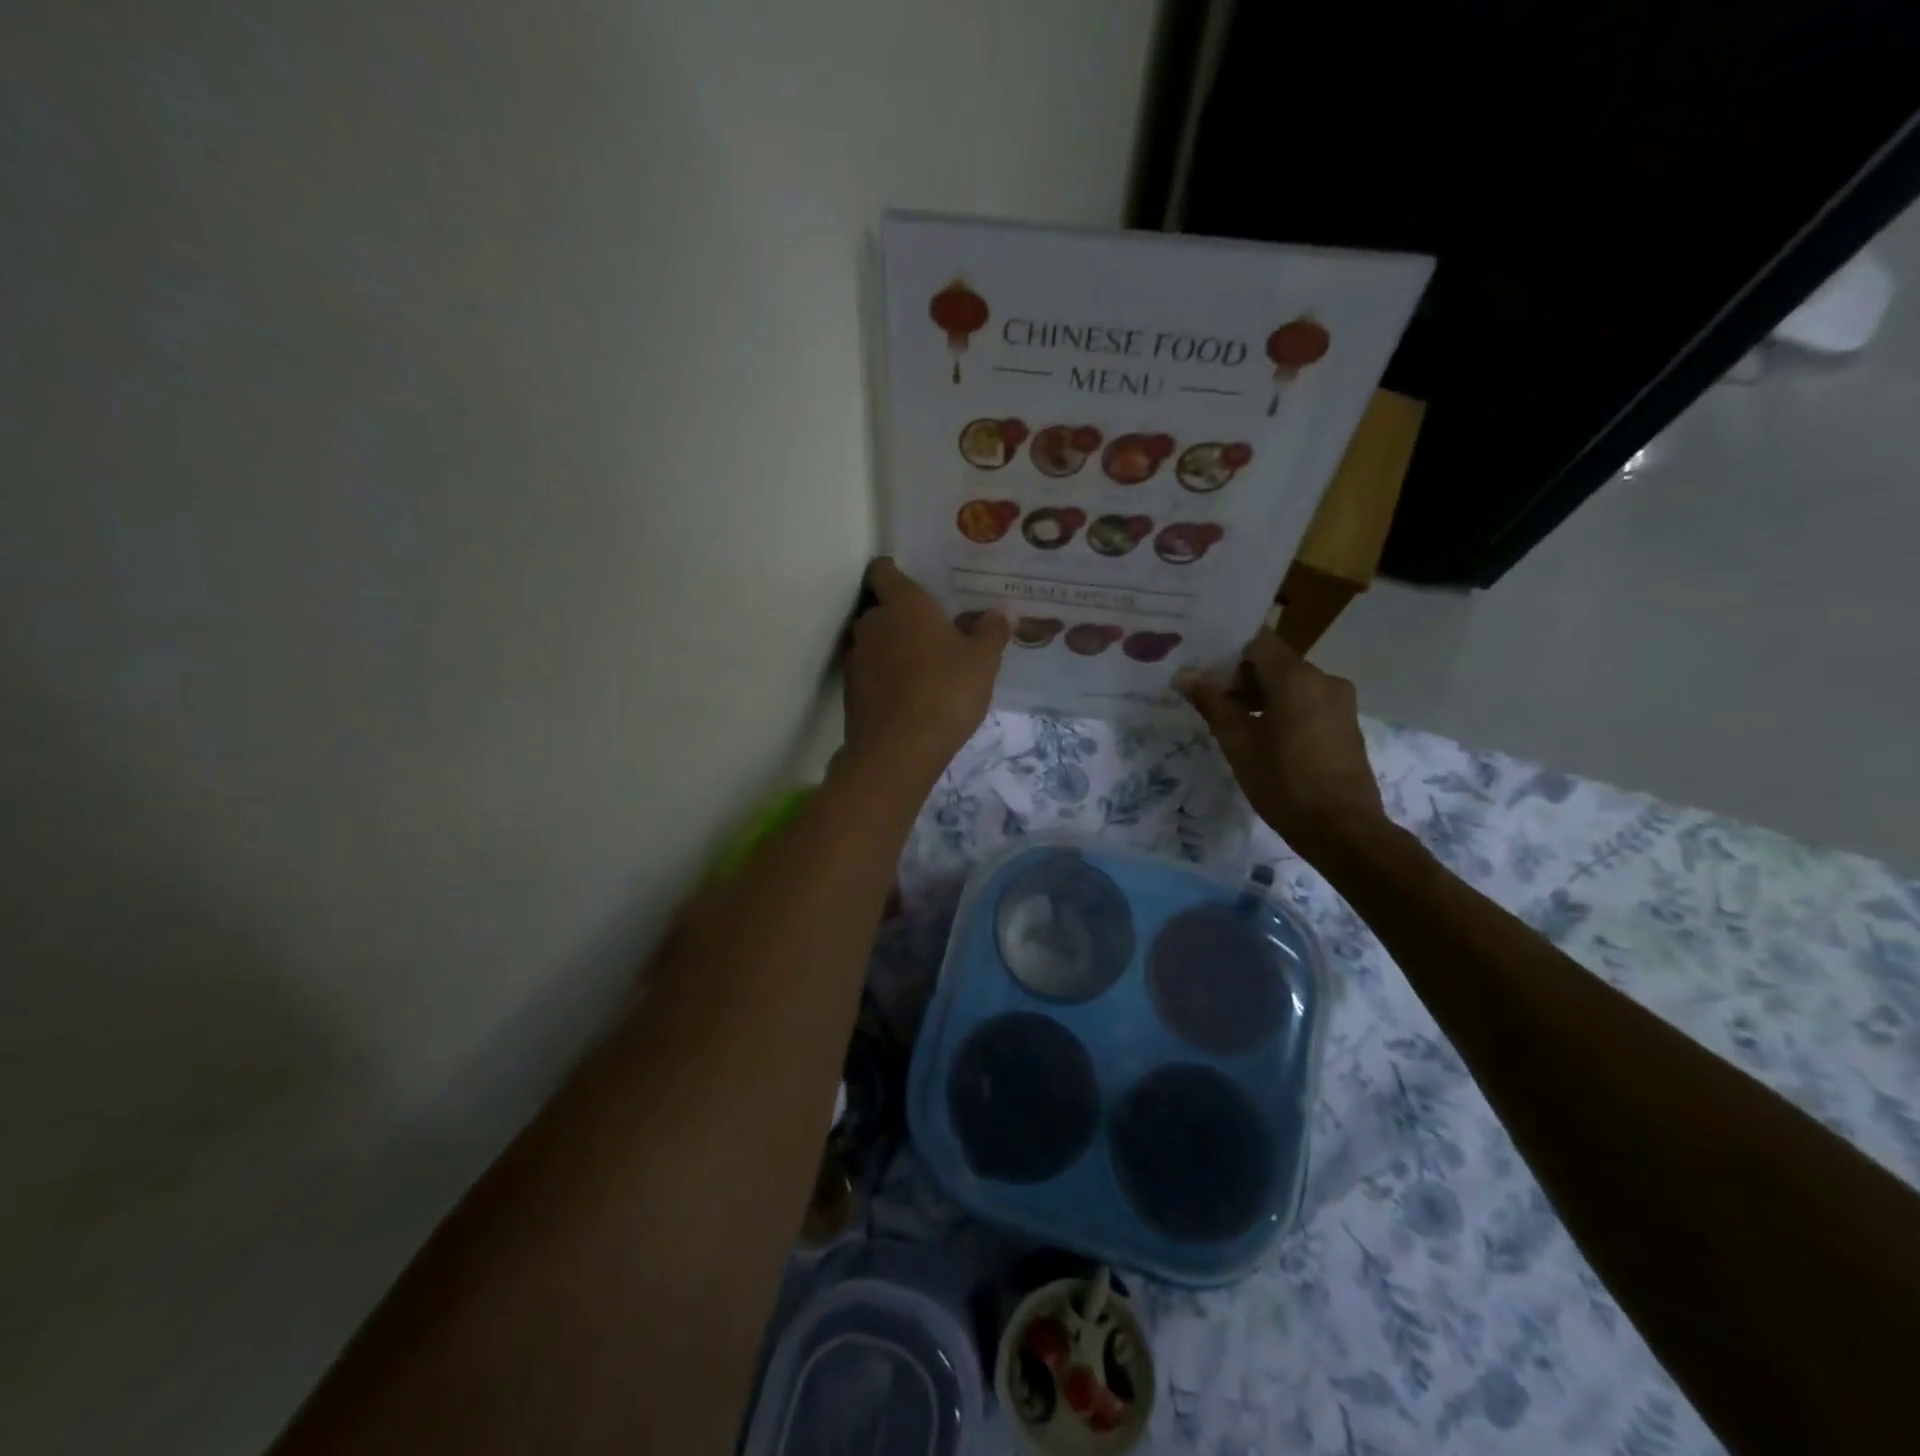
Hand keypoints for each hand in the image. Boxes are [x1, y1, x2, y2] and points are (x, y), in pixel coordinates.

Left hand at [843, 558, 1008, 783]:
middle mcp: (872, 623)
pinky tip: (909, 694)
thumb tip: (1003, 612)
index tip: (915, 583)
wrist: (899, 750)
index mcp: (903, 604)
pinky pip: (869, 672)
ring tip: (922, 664)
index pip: (883, 570)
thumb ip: (991, 633)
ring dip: (892, 648)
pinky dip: (884, 676)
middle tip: (931, 630)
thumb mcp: (982, 662)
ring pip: (874, 641)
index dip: (894, 571)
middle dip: (900, 615)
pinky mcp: (850, 691)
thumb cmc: (946, 691)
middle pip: (880, 607)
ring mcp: (856, 658)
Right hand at [1177, 632, 1385, 857]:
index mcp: (1297, 678)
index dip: (1227, 652)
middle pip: (1274, 661)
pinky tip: (1264, 736)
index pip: (1257, 642)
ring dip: (1262, 694)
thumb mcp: (1238, 744)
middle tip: (1211, 702)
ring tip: (1233, 723)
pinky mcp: (1345, 722)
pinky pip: (1308, 700)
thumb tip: (1184, 675)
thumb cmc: (1283, 783)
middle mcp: (1323, 679)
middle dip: (1241, 677)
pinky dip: (1283, 708)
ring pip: (1292, 682)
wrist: (1341, 829)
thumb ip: (1212, 704)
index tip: (1203, 670)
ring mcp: (1340, 701)